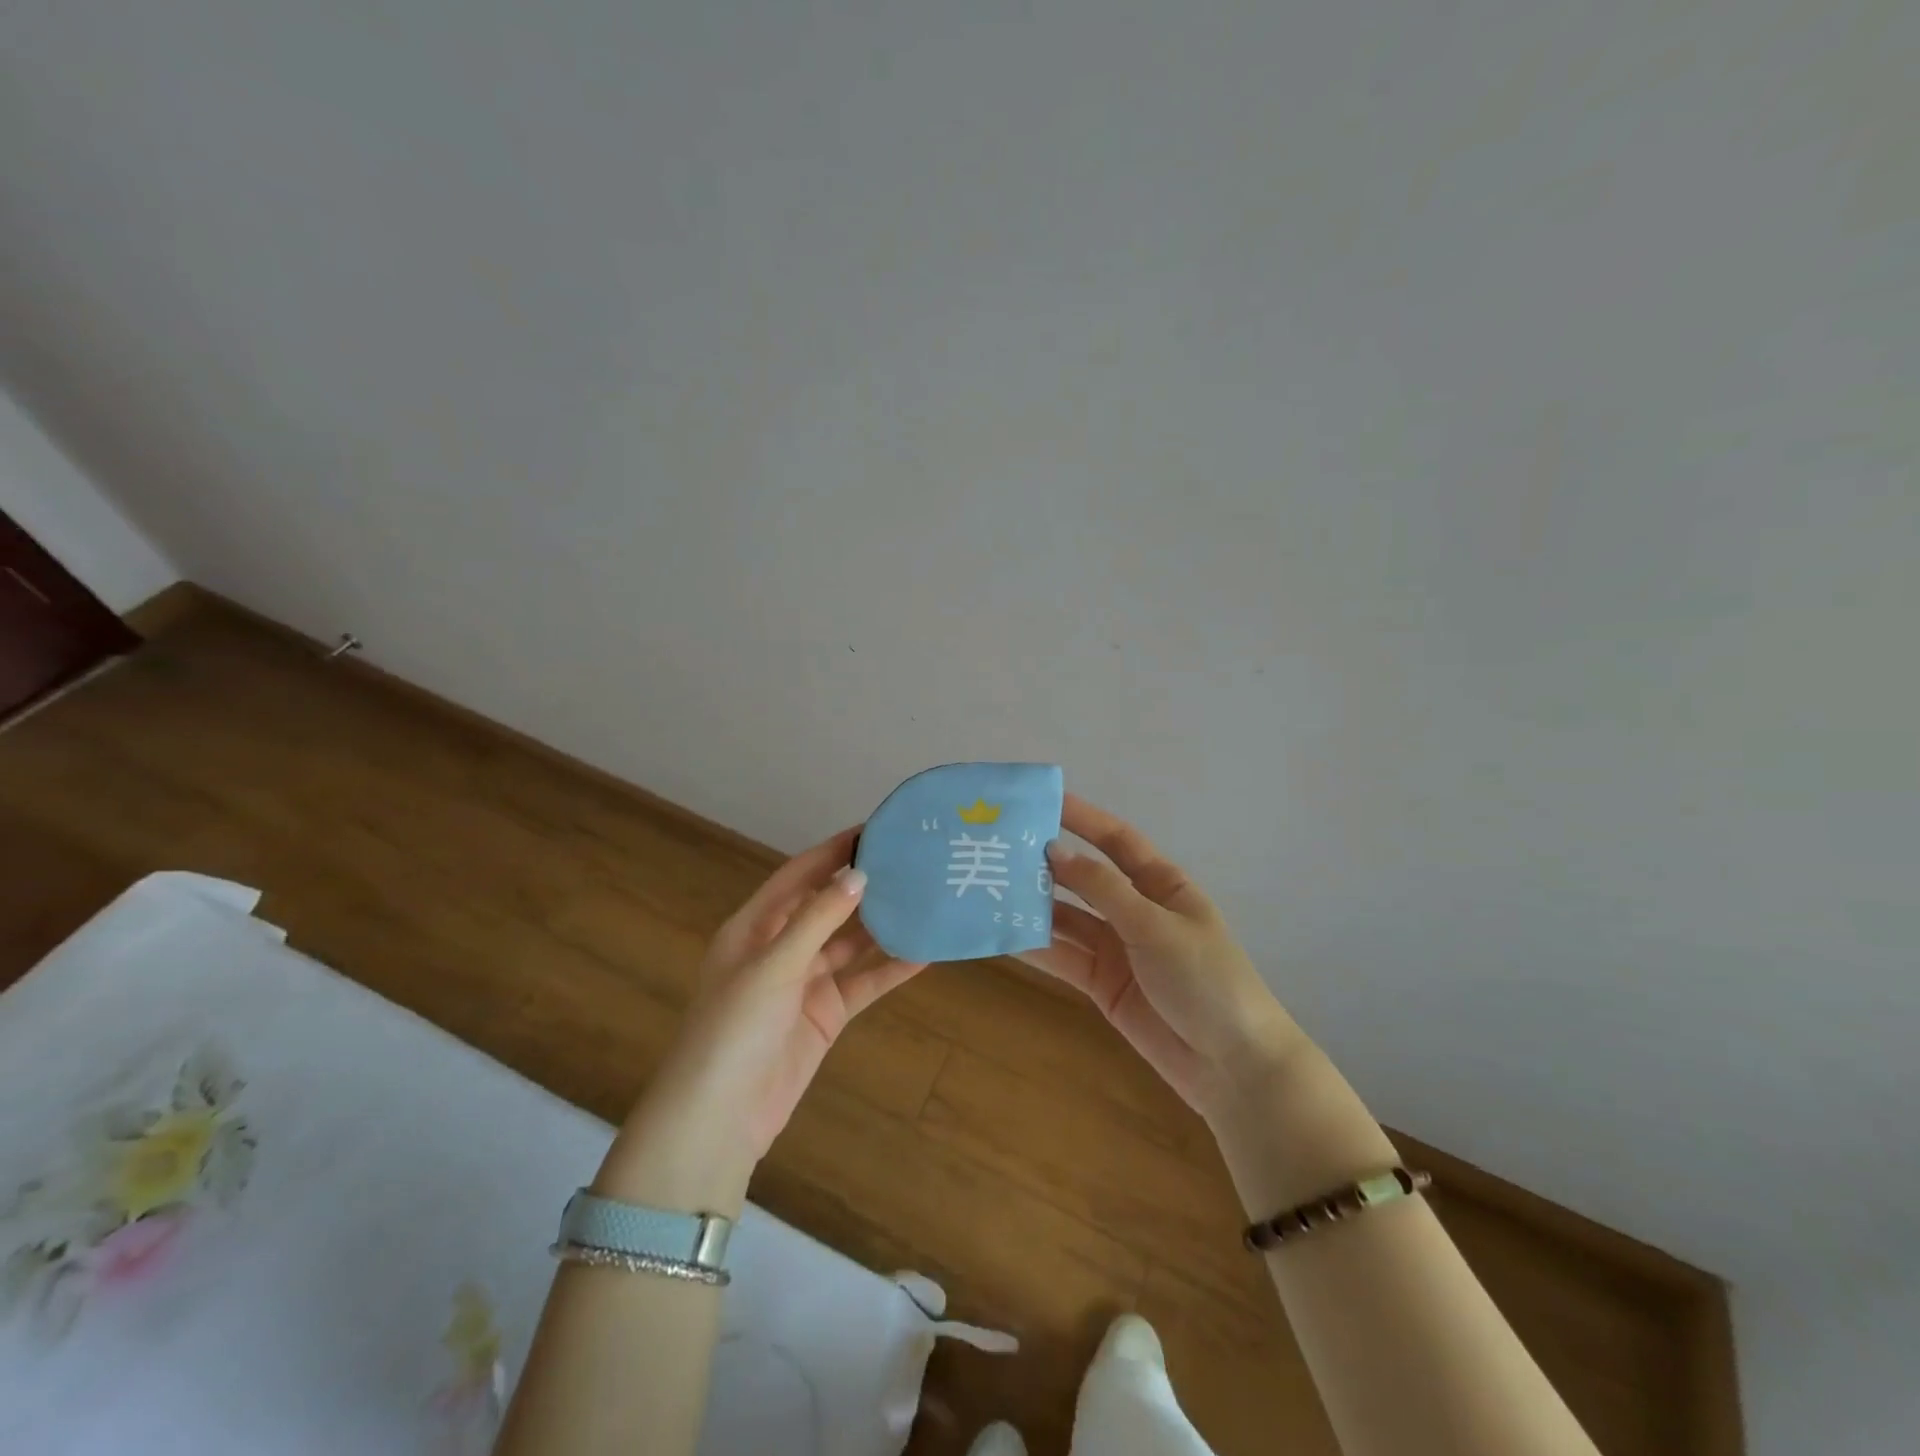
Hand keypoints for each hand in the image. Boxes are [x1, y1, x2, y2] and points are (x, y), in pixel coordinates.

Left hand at [604, 830, 924, 1208]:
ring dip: (883, 925)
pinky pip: (863, 982)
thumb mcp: (773, 965)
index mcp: (755, 927)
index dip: (833, 851)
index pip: (798, 875)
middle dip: (863, 885)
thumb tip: (859, 874)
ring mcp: (805, 982)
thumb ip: (817, 919)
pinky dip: (891, 968)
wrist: (719, 1118)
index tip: (872, 830)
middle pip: (828, 906)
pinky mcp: (826, 1014)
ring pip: (851, 943)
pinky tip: (925, 952)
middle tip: (910, 860)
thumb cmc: (734, 1028)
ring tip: (924, 898)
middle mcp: (781, 948)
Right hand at [1023, 794, 1300, 1121]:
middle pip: (1084, 878)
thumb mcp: (1156, 926)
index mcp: (1160, 884)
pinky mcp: (1100, 983)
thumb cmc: (1206, 980)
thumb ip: (1103, 889)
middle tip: (998, 848)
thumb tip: (1054, 850)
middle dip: (1046, 863)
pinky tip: (1002, 935)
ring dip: (1034, 906)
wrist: (1231, 1066)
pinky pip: (1063, 957)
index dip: (1081, 817)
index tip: (1040, 800)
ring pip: (1067, 918)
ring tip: (989, 889)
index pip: (1115, 839)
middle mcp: (1134, 909)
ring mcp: (1115, 947)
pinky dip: (1036, 947)